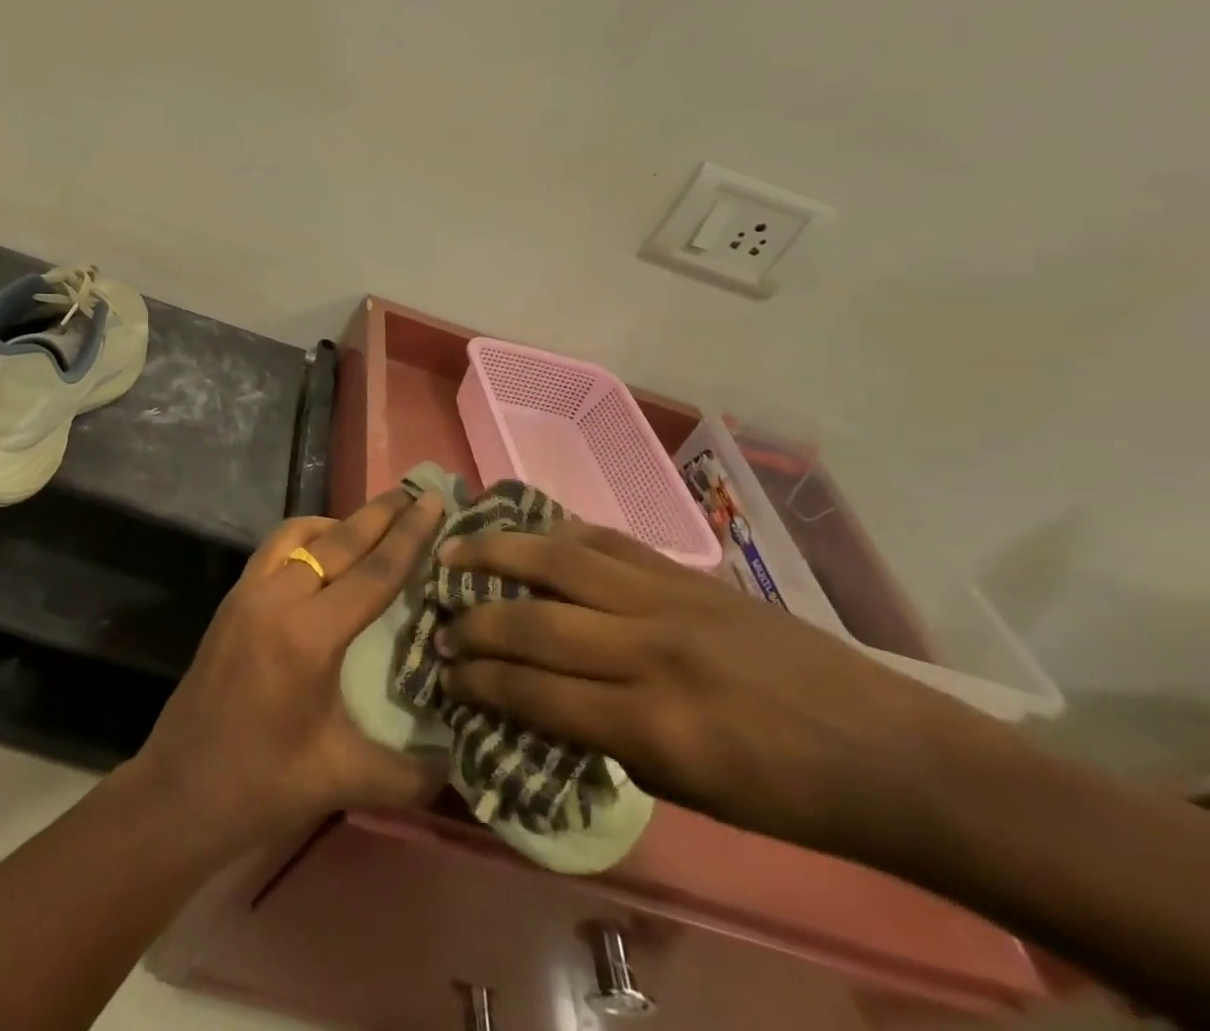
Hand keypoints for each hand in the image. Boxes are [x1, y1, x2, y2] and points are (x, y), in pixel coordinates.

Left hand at [124, 489, 450, 857]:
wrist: (179, 791)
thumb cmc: (263, 786)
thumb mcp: (345, 780)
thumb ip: (414, 773)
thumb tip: (469, 762)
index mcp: (308, 636)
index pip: (372, 572)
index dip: (409, 536)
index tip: (433, 501)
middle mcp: (276, 599)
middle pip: (337, 540)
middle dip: (379, 513)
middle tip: (414, 492)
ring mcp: (247, 593)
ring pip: (299, 535)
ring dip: (338, 523)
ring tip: (372, 525)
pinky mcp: (231, 600)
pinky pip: (274, 549)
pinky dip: (305, 538)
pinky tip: (322, 556)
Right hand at [437, 519, 997, 864]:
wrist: (891, 754)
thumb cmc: (787, 797)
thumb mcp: (685, 792)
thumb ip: (599, 738)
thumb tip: (528, 702)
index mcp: (654, 726)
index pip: (534, 694)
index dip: (478, 684)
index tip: (444, 679)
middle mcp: (649, 650)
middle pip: (533, 622)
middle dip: (473, 625)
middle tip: (439, 626)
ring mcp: (667, 599)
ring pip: (557, 560)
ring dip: (494, 553)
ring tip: (452, 551)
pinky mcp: (686, 571)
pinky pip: (603, 541)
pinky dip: (554, 535)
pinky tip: (525, 534)